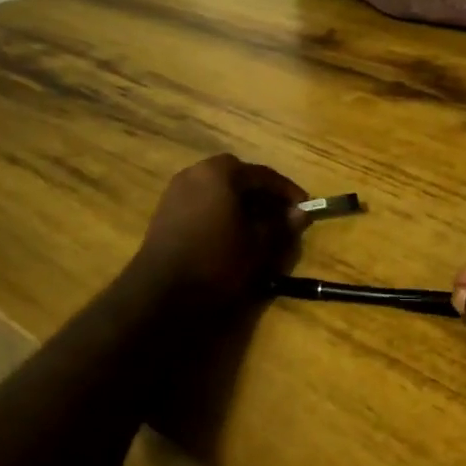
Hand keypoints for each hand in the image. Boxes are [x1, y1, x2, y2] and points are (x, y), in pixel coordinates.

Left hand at [132, 154, 308, 307]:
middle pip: (239, 177)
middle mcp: (196, 172)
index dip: (287, 191)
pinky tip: (232, 231)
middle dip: (262, 194)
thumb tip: (301, 213)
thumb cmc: (216, 261)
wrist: (160, 293)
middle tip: (281, 214)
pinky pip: (202, 201)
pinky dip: (220, 210)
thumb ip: (282, 225)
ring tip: (259, 224)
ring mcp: (176, 190)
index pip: (263, 175)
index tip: (304, 206)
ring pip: (219, 189)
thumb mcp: (258, 245)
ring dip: (241, 202)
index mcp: (220, 173)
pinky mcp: (165, 211)